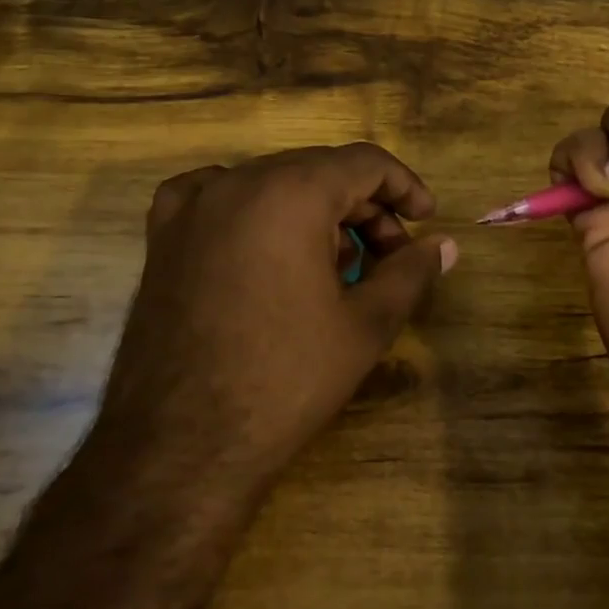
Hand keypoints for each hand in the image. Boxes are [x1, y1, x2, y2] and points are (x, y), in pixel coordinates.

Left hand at [89, 145, 456, 499]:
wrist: (181, 445)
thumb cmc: (286, 379)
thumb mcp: (365, 325)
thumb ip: (410, 272)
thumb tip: (446, 245)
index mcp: (292, 192)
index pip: (364, 163)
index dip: (404, 187)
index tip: (425, 220)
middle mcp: (238, 181)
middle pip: (318, 170)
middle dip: (362, 206)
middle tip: (386, 256)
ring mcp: (192, 206)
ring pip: (272, 183)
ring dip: (313, 211)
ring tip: (332, 265)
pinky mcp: (161, 236)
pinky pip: (214, 196)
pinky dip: (250, 208)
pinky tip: (261, 241)